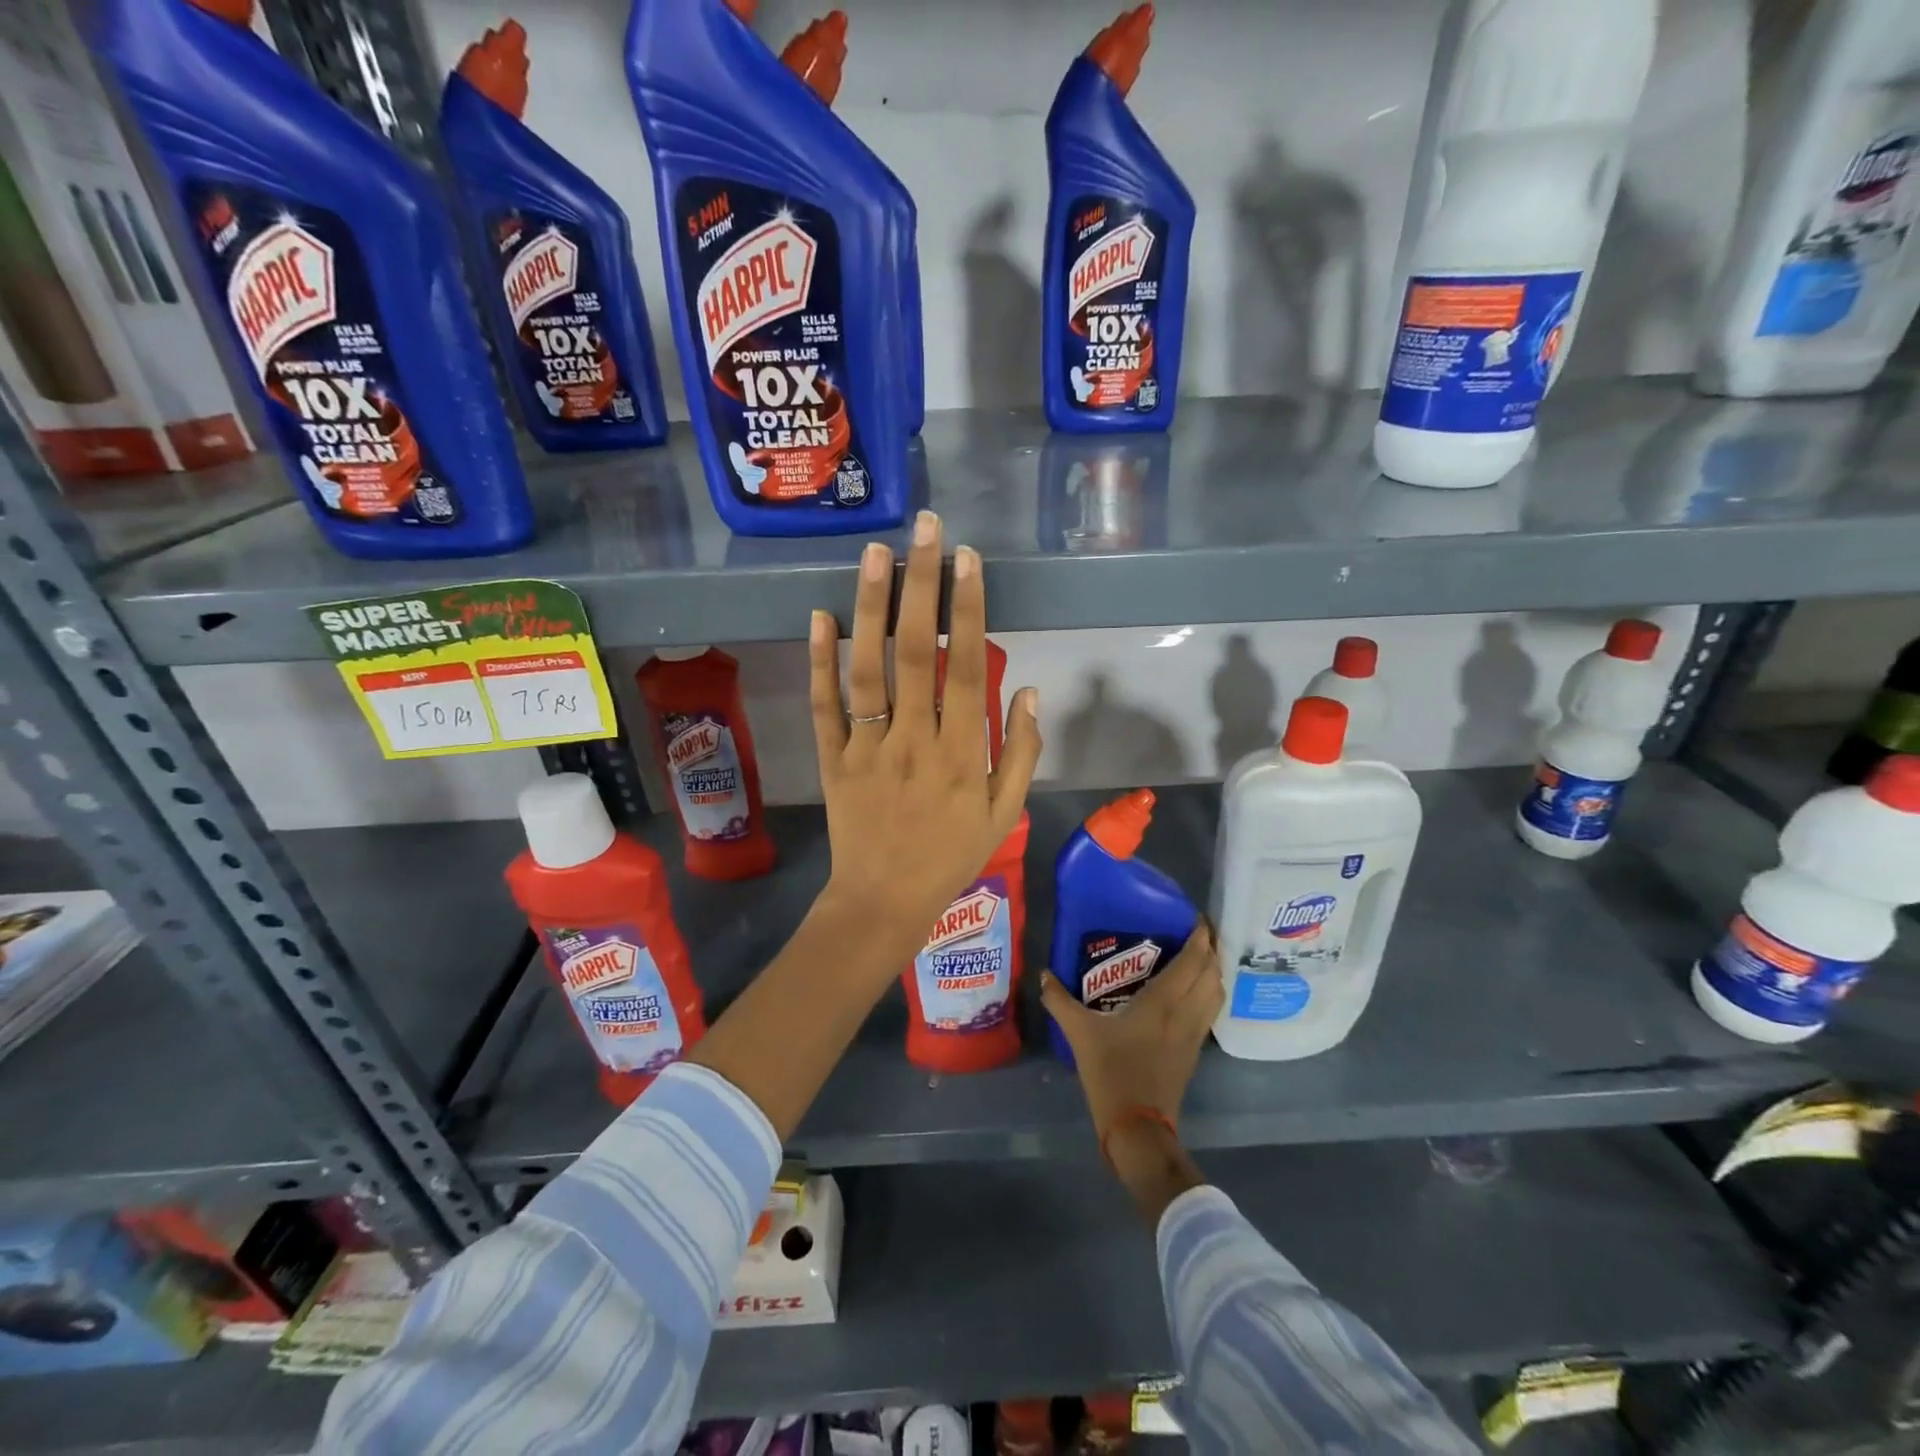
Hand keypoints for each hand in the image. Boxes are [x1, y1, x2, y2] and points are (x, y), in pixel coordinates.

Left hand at [808, 510, 1040, 974]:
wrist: (883, 901)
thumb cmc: (951, 856)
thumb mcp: (1003, 813)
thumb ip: (1021, 751)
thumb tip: (1031, 690)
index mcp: (961, 752)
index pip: (967, 666)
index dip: (969, 610)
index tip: (968, 560)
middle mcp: (913, 739)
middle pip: (916, 651)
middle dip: (922, 585)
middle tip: (925, 529)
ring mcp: (866, 746)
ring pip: (867, 668)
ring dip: (871, 607)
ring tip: (875, 553)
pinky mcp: (832, 758)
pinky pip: (824, 705)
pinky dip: (819, 660)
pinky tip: (820, 615)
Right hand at [1040, 921, 1221, 1139]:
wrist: (1138, 1127)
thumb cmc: (1111, 1073)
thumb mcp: (1080, 1033)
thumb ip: (1060, 1000)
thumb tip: (1043, 974)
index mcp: (1162, 1002)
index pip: (1193, 961)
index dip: (1200, 937)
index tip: (1197, 917)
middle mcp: (1185, 1012)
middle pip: (1212, 974)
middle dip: (1210, 950)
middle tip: (1196, 932)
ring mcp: (1194, 1033)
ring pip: (1216, 993)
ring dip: (1214, 972)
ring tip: (1199, 957)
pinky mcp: (1195, 1051)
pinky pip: (1210, 1011)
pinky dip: (1209, 993)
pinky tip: (1193, 992)